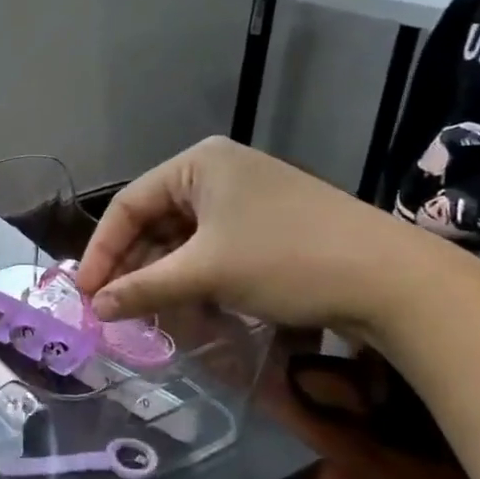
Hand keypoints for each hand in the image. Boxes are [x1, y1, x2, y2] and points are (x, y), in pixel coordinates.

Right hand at [74, 136, 427, 329]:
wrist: (394, 281)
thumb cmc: (287, 260)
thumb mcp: (206, 274)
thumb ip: (143, 288)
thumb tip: (95, 309)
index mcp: (199, 164)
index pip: (129, 205)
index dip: (102, 252)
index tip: (86, 294)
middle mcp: (218, 172)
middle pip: (155, 221)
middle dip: (134, 267)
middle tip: (114, 309)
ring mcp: (246, 198)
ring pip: (183, 239)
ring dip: (163, 277)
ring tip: (148, 314)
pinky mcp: (266, 226)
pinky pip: (212, 249)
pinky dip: (195, 278)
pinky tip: (188, 308)